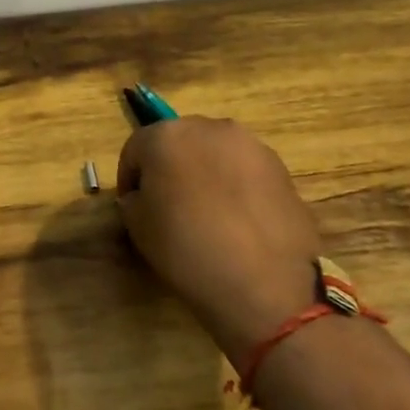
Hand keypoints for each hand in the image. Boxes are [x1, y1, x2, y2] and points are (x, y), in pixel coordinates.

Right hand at [116, 117, 322, 361]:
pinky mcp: (280, 166)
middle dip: (169, 167)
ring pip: (214, 152)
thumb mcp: (138, 227)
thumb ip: (134, 200)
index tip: (132, 206)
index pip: (135, 149)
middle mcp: (208, 127)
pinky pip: (243, 169)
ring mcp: (249, 144)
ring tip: (207, 212)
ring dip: (204, 173)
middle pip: (178, 141)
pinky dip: (234, 185)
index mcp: (166, 136)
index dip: (130, 178)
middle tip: (168, 204)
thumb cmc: (187, 249)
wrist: (265, 281)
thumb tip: (143, 196)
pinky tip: (236, 220)